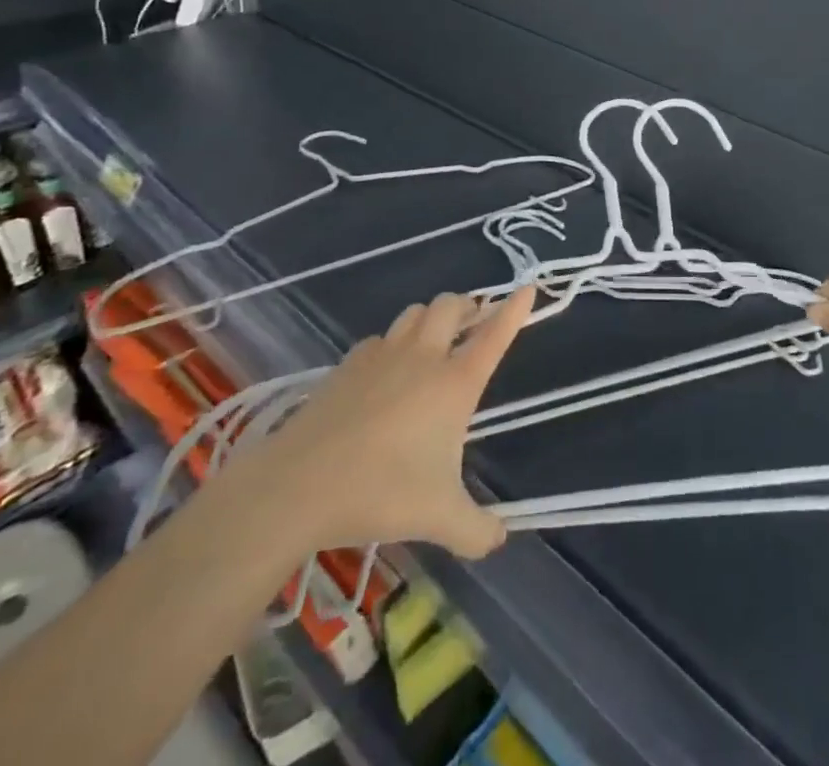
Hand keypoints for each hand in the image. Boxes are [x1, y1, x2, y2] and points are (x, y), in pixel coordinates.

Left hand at [256, 287, 535, 558]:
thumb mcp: (440, 519)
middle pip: (451, 306)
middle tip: (473, 322)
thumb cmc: (382, 492)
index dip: (514, 311)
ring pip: (414, 312)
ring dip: (431, 318)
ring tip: (434, 339)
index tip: (527, 289)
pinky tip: (385, 370)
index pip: (494, 336)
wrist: (301, 483)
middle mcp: (424, 357)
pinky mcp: (349, 363)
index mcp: (454, 383)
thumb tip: (499, 539)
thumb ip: (477, 531)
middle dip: (467, 307)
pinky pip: (379, 338)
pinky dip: (391, 344)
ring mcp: (383, 354)